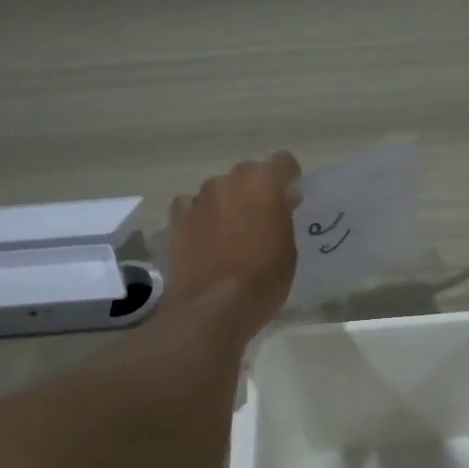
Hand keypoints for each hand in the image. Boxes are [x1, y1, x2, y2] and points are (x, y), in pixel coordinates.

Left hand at [165, 152, 302, 339]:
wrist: (214, 306)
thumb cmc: (264, 280)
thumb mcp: (288, 248)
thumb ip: (282, 217)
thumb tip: (279, 204)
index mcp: (264, 184)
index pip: (282, 161)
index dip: (288, 177)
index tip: (290, 196)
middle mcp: (229, 181)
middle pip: (247, 173)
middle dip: (255, 189)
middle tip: (261, 217)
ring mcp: (200, 198)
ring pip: (218, 190)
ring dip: (227, 203)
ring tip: (230, 232)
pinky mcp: (177, 218)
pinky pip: (192, 206)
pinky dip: (200, 217)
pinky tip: (204, 238)